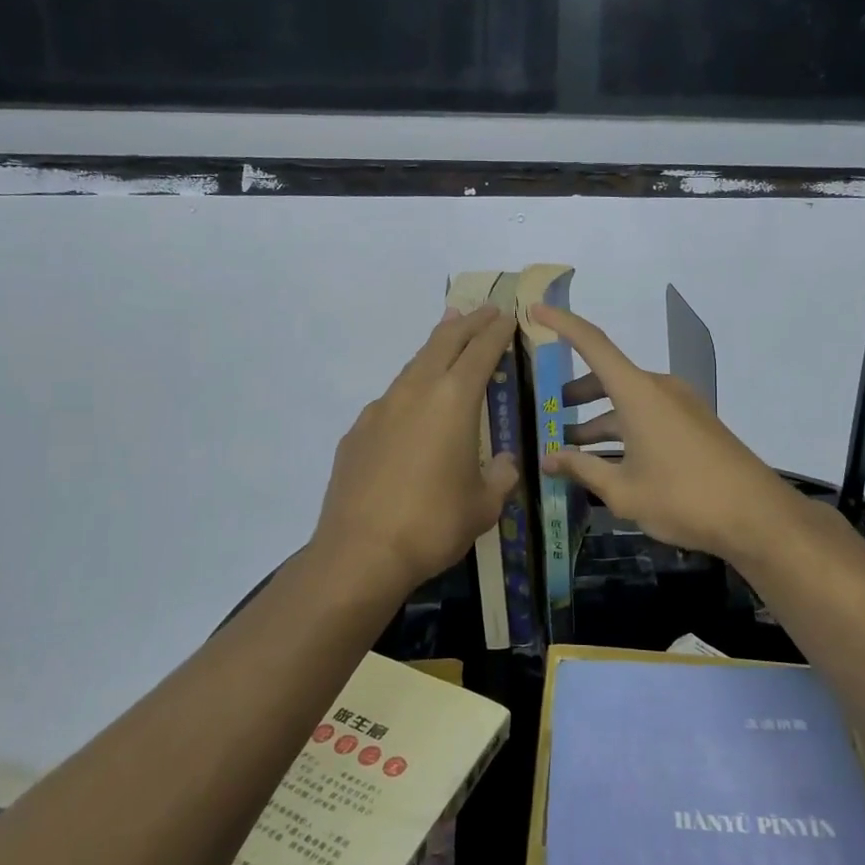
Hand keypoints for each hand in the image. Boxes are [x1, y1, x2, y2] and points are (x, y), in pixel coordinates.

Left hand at [313, 305, 520, 595]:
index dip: (497, 331)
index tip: (507, 315)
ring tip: (448, 338)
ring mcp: (380, 409)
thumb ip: (501, 476)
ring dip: (435, 348)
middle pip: (443, 343)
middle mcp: (415, 393)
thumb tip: (506, 462)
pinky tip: (412, 407)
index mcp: (453, 401)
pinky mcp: (357, 432)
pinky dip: (410, 389)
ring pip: (413, 365)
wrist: (360, 553)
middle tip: (484, 310)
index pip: (480, 352)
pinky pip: (391, 399)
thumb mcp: (484, 505)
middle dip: (467, 324)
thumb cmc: (433, 525)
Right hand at [535, 305, 796, 561]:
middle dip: (576, 394)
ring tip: (572, 449)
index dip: (562, 324)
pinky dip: (624, 429)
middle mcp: (659, 389)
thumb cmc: (683, 498)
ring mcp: (681, 405)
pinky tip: (610, 462)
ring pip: (628, 401)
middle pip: (608, 377)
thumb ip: (582, 469)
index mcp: (638, 392)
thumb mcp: (623, 490)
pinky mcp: (695, 424)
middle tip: (550, 412)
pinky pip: (648, 415)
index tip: (534, 310)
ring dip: (599, 419)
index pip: (592, 343)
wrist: (757, 516)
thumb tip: (547, 459)